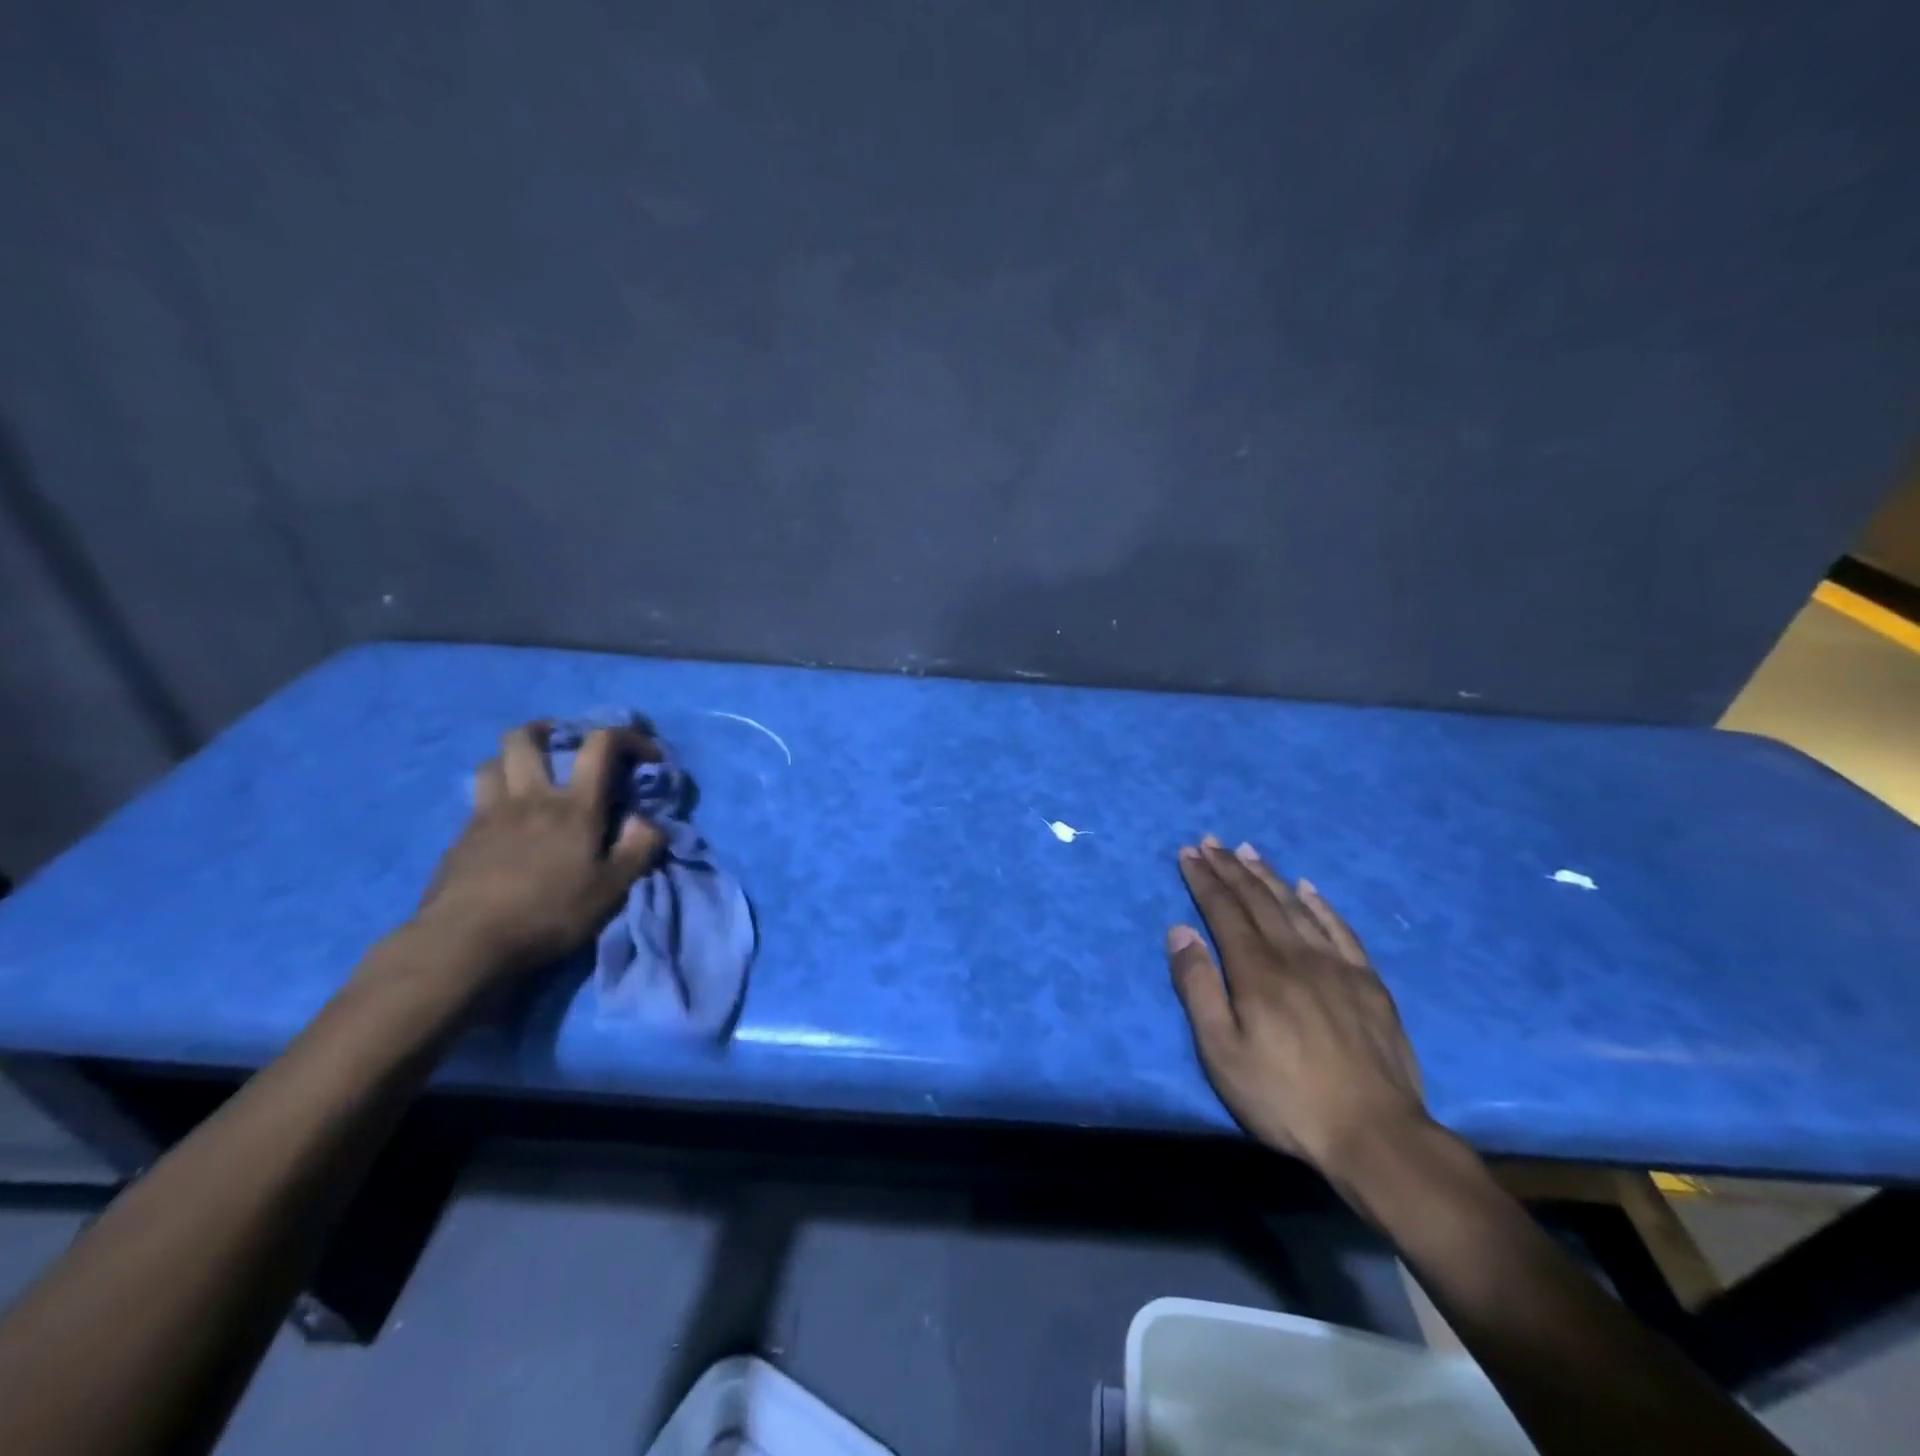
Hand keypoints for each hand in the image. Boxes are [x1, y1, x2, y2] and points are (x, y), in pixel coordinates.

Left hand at [411, 722, 663, 981]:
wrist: (464, 942)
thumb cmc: (549, 913)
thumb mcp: (612, 888)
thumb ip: (639, 848)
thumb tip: (648, 821)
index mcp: (574, 806)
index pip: (600, 745)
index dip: (627, 737)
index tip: (645, 754)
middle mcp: (530, 797)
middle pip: (524, 738)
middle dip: (546, 730)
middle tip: (562, 744)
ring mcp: (488, 815)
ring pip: (491, 762)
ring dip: (512, 760)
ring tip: (527, 775)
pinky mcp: (461, 838)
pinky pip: (477, 800)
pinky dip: (494, 797)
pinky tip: (504, 822)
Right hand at [1168, 837, 1428, 1176]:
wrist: (1375, 1135)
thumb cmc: (1284, 1098)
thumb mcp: (1221, 1053)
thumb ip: (1198, 988)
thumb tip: (1179, 931)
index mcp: (1256, 971)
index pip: (1224, 910)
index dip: (1204, 880)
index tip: (1189, 853)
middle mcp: (1295, 955)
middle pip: (1257, 900)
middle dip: (1230, 868)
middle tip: (1211, 841)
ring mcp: (1336, 965)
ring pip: (1295, 906)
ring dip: (1268, 875)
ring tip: (1249, 851)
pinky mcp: (1368, 982)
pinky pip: (1340, 929)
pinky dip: (1320, 904)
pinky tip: (1309, 888)